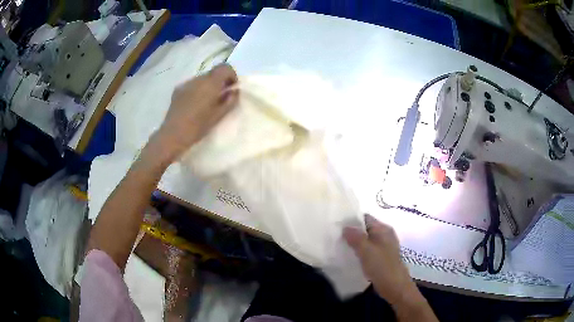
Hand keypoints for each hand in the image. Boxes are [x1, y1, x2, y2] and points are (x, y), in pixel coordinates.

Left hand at [154, 64, 238, 163]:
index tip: (232, 87)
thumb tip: (234, 91)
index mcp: (210, 83)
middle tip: (221, 96)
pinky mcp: (178, 89)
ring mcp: (186, 83)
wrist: (172, 135)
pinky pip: (192, 84)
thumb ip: (230, 100)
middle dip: (220, 81)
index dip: (231, 75)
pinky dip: (198, 89)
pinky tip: (195, 104)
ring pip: (202, 78)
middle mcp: (198, 79)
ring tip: (207, 102)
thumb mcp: (218, 115)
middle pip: (213, 72)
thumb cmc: (198, 127)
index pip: (225, 67)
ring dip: (208, 85)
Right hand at [343, 214, 416, 304]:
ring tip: (339, 246)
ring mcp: (384, 247)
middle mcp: (385, 235)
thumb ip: (355, 237)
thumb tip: (345, 227)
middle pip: (366, 229)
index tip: (336, 224)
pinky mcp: (382, 258)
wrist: (395, 287)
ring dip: (354, 243)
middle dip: (351, 232)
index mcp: (383, 229)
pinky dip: (359, 252)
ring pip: (366, 241)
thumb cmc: (382, 266)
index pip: (365, 218)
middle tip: (335, 236)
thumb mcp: (366, 250)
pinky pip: (368, 251)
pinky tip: (349, 257)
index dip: (351, 219)